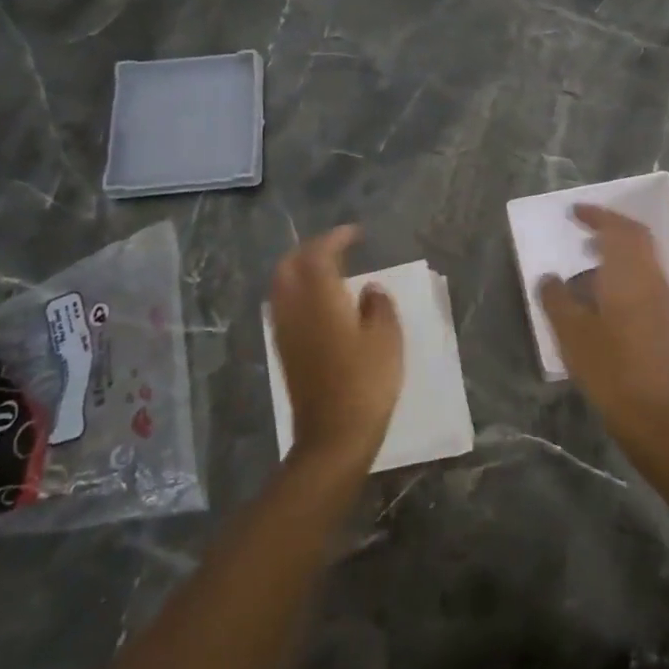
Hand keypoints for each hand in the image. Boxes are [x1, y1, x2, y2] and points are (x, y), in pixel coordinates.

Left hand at [270, 225, 402, 471]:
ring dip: (299, 270)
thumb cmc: (367, 383)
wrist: (334, 435)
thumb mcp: (387, 339)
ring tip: (327, 271)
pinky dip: (297, 293)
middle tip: (336, 248)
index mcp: (320, 299)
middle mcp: (295, 309)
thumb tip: (370, 289)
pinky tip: (319, 303)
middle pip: (289, 266)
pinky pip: (283, 307)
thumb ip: (379, 306)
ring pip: (281, 286)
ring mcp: (285, 331)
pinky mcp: (285, 351)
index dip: (335, 238)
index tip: (355, 234)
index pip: (319, 255)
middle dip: (309, 250)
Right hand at [538, 204, 668, 451]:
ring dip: (619, 248)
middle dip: (611, 226)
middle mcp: (651, 278)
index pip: (618, 229)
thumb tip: (549, 278)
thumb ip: (556, 298)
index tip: (574, 212)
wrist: (652, 409)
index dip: (597, 215)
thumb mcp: (570, 331)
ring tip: (588, 256)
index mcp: (629, 273)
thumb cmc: (608, 366)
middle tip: (584, 227)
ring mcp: (661, 298)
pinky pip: (645, 275)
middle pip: (637, 237)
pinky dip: (625, 268)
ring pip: (643, 257)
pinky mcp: (663, 318)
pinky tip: (604, 290)